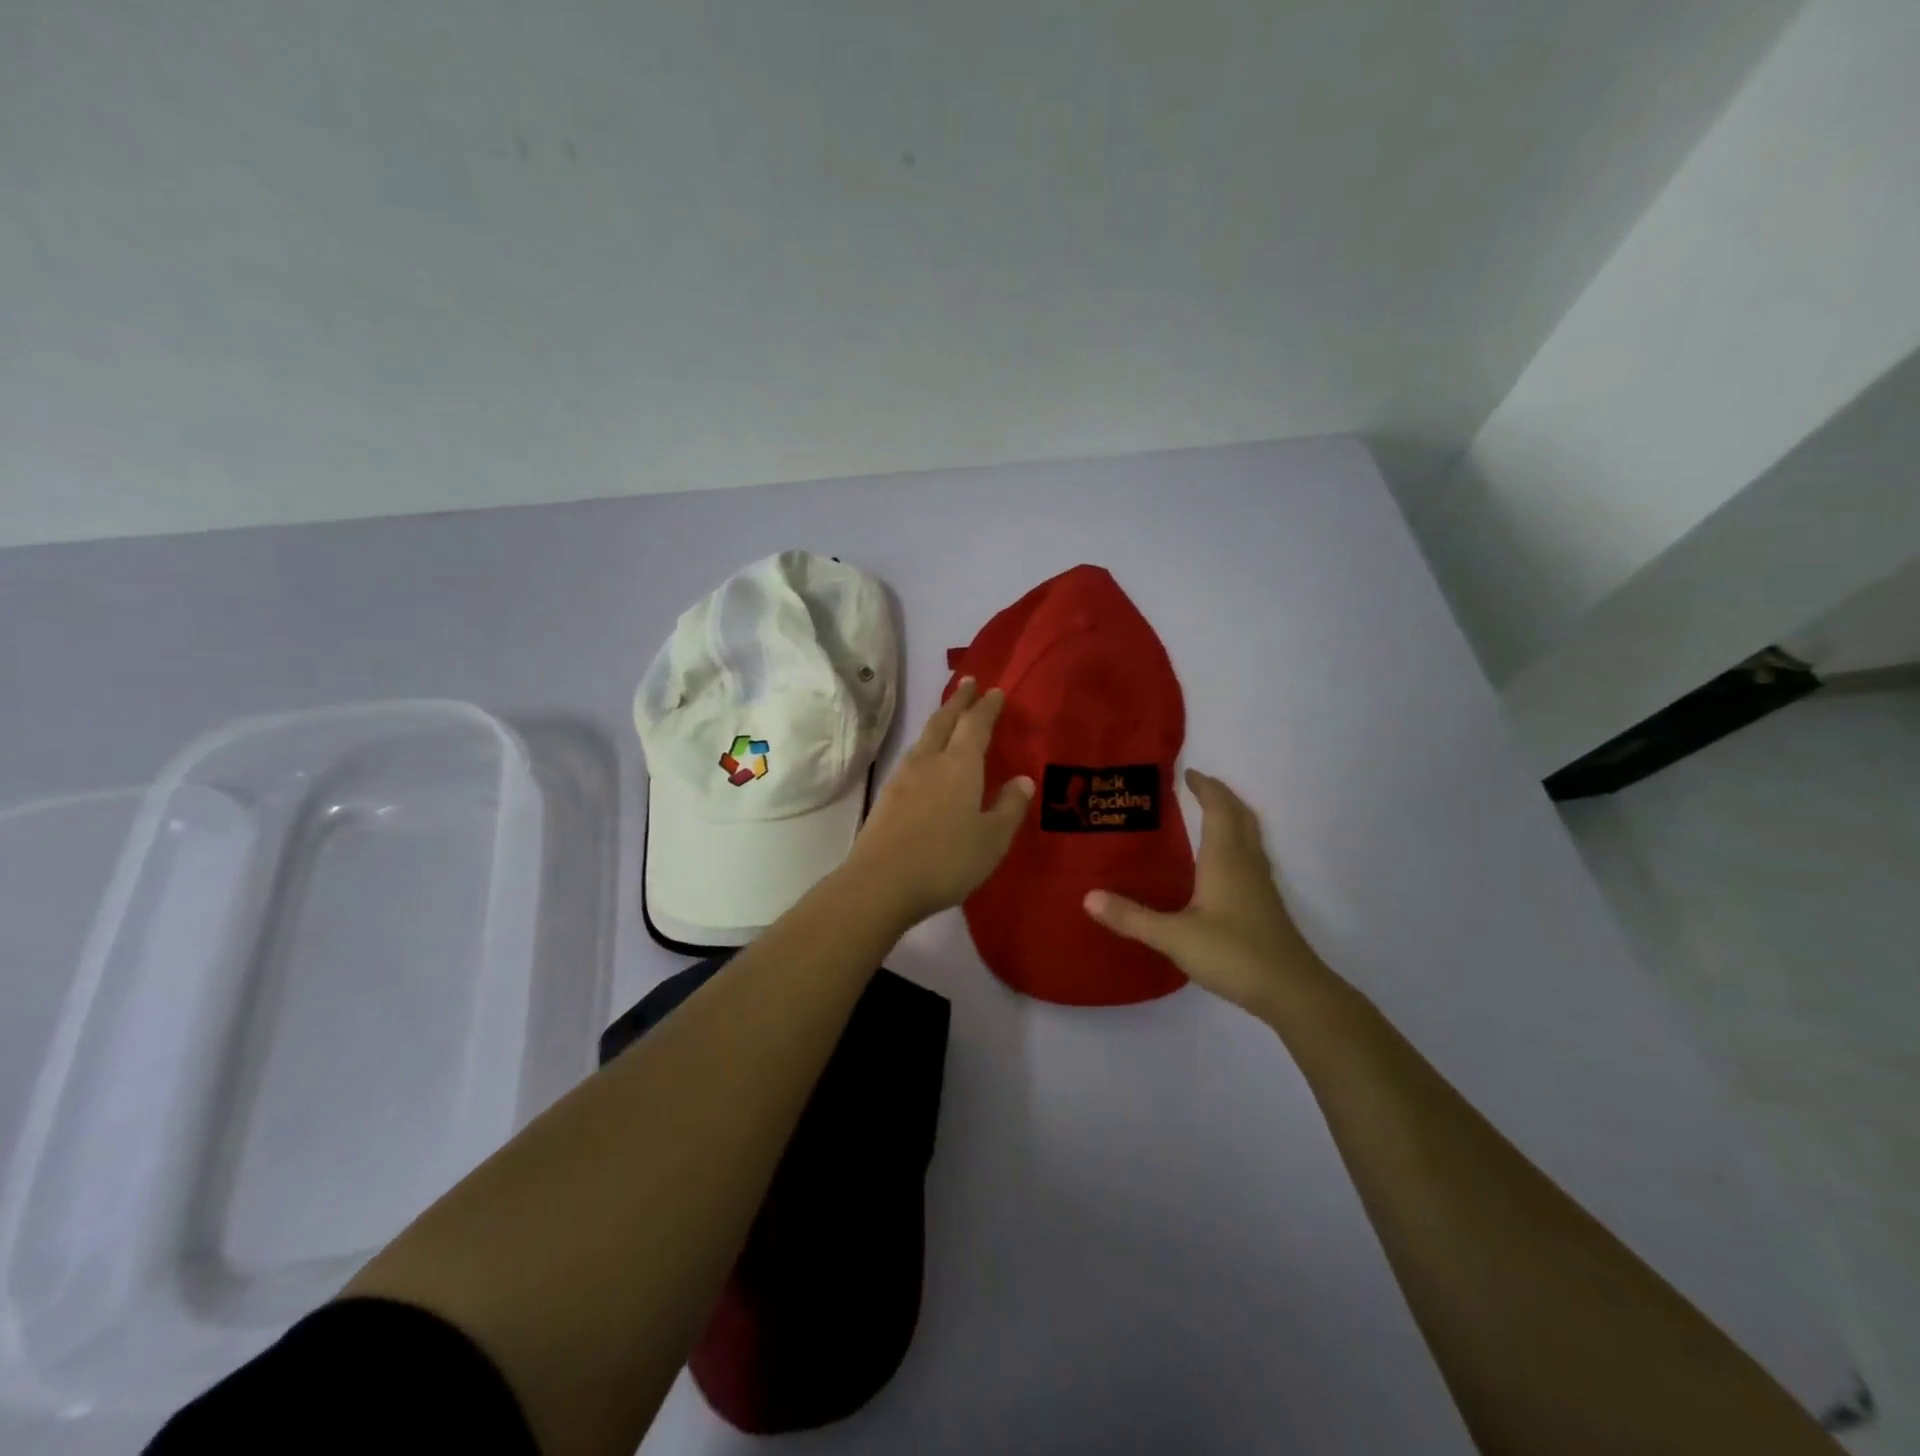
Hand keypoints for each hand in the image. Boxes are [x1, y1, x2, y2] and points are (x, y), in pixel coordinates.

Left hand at [845, 679, 1034, 926]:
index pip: (975, 724)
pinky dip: (926, 746)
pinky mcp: (886, 796)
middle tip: (968, 682)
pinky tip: (927, 760)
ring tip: (949, 717)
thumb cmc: (946, 860)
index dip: (986, 707)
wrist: (881, 883)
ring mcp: (903, 777)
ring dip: (939, 721)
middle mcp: (929, 761)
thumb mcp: (992, 839)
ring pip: (924, 738)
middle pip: (944, 721)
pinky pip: (912, 758)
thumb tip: (1022, 780)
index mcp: (959, 765)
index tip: (995, 690)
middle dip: (958, 700)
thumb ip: (1009, 807)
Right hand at [1084, 769, 1323, 1019]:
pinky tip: (1221, 865)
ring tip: (1208, 815)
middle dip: (1221, 796)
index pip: (1219, 809)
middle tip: (1198, 787)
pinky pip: (1251, 857)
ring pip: (1249, 836)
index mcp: (1226, 859)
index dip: (1206, 788)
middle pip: (1240, 816)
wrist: (1292, 991)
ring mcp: (1261, 885)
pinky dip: (1235, 843)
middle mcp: (1246, 864)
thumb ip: (1132, 917)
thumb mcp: (1174, 937)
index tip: (1188, 773)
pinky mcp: (1266, 905)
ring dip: (1232, 818)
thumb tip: (1088, 897)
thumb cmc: (1234, 954)